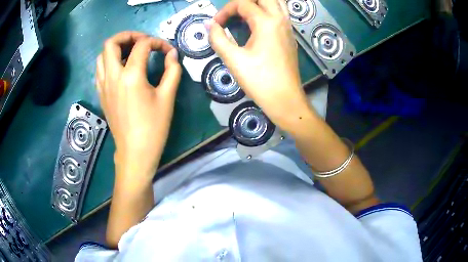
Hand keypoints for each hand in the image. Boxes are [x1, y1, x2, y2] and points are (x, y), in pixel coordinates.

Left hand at [96, 32, 181, 176]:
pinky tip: (120, 68)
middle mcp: (113, 76)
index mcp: (131, 76)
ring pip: (101, 55)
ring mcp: (104, 86)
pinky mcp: (101, 94)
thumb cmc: (153, 127)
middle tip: (141, 41)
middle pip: (111, 43)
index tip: (167, 51)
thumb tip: (172, 54)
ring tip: (130, 52)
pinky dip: (109, 62)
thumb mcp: (167, 98)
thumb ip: (172, 71)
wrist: (135, 152)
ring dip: (115, 48)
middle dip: (128, 35)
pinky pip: (100, 70)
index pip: (142, 45)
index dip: (157, 42)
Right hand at [206, 0, 311, 126]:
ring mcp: (288, 27)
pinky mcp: (290, 36)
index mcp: (266, 22)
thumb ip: (218, 38)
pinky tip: (258, 23)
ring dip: (260, 4)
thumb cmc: (259, 80)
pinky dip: (269, 11)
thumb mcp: (233, 59)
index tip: (216, 25)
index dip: (225, 11)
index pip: (243, 4)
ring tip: (245, 14)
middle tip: (233, 13)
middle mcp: (280, 19)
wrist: (285, 99)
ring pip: (277, 3)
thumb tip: (209, 25)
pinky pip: (281, 14)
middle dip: (245, 1)